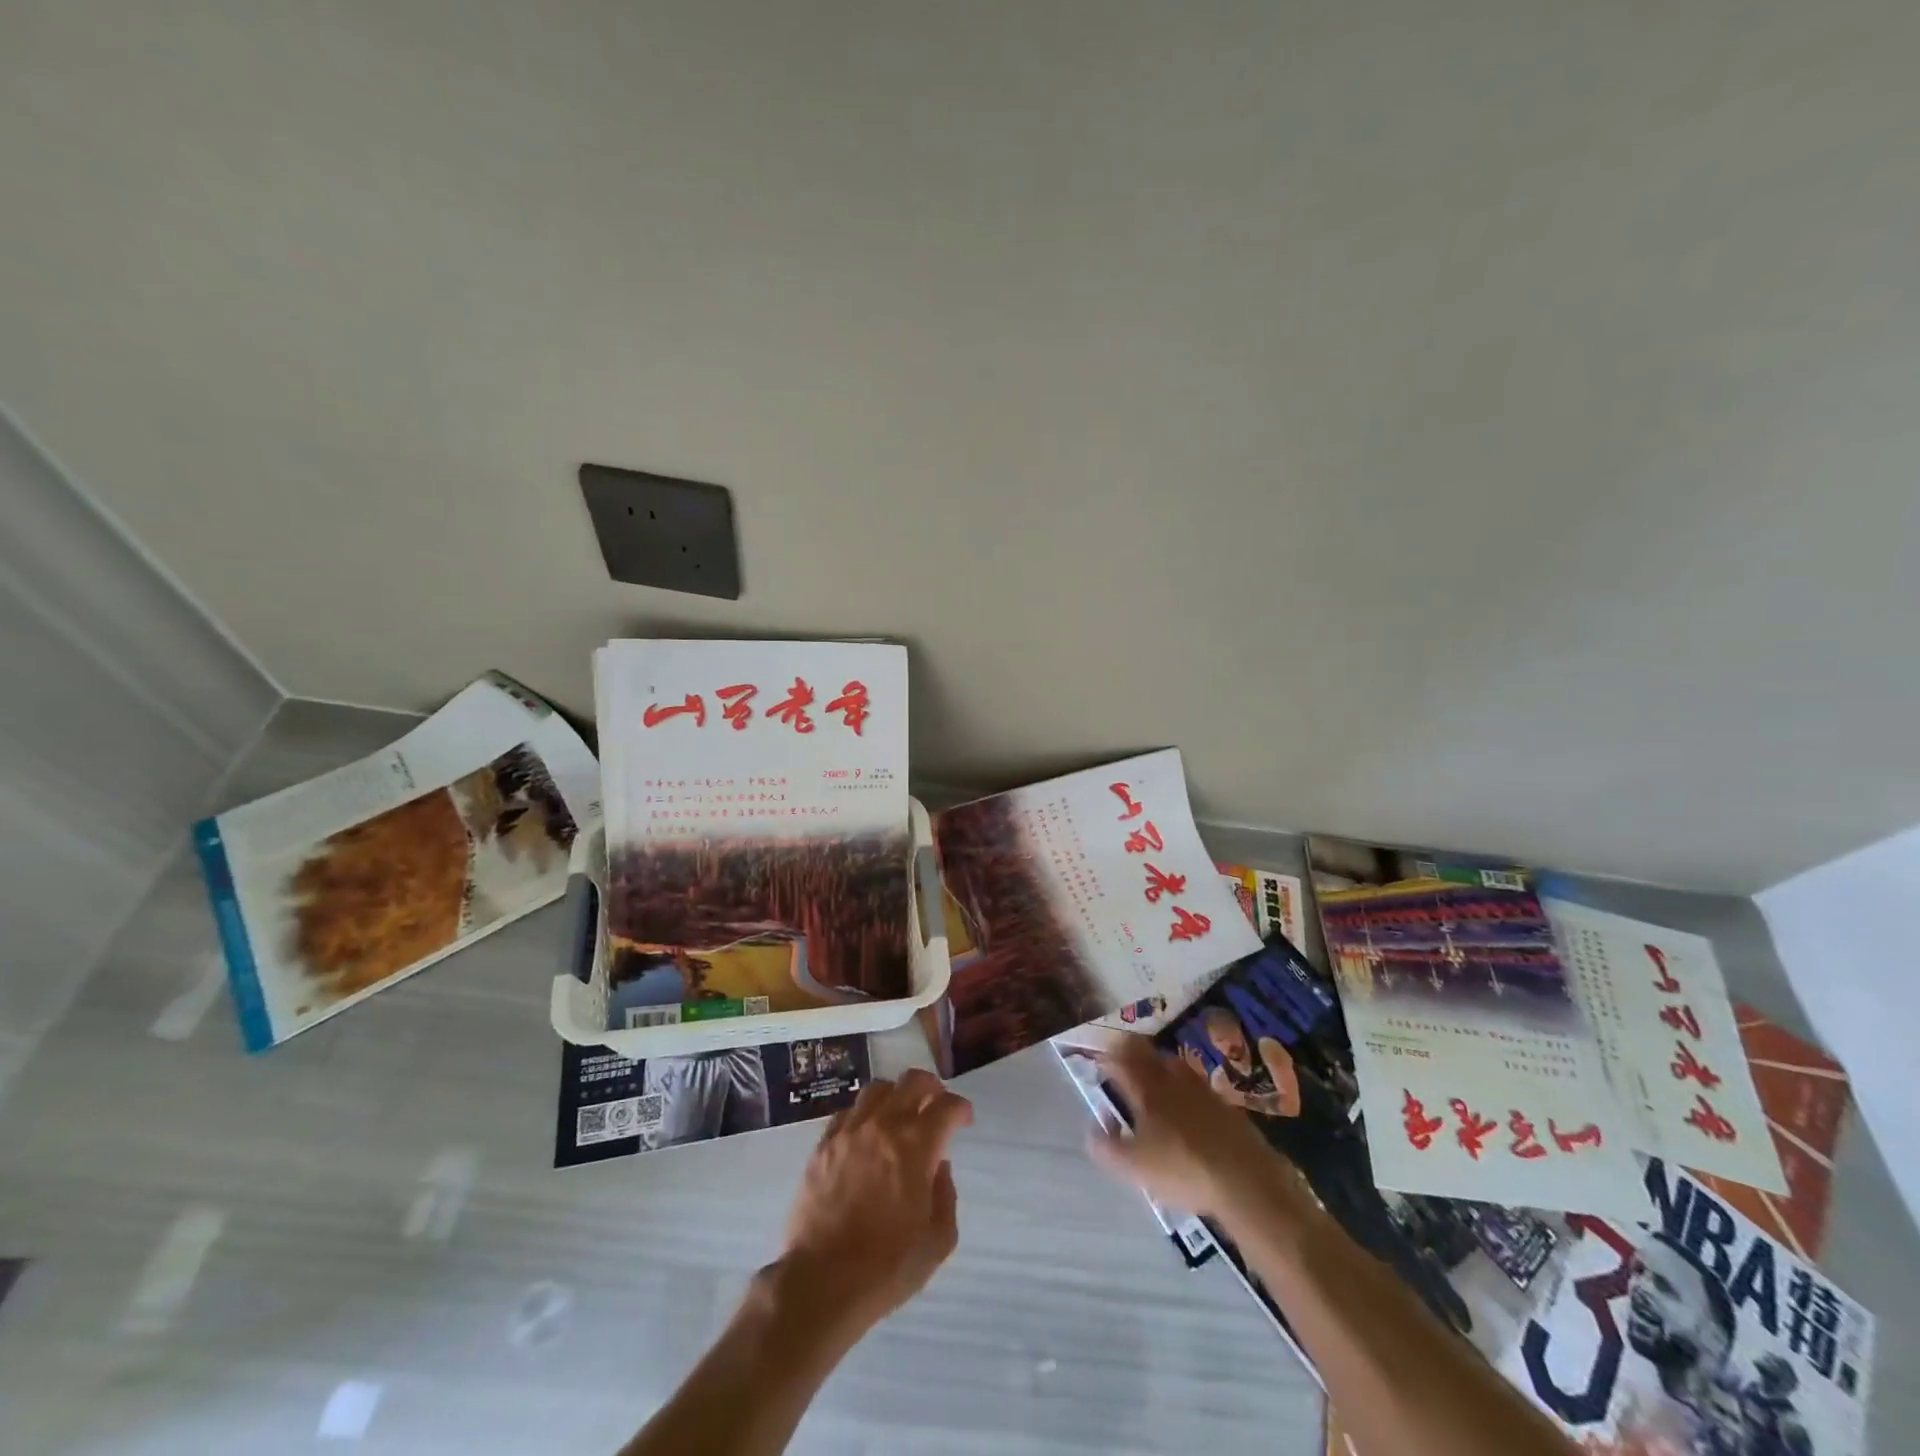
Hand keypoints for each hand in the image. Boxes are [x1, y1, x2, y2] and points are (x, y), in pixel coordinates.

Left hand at [777, 1069, 973, 1333]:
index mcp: (916, 1146)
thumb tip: (939, 1168)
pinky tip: (866, 1135)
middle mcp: (883, 1126)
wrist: (821, 1281)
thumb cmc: (886, 1267)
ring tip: (900, 1114)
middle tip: (936, 1105)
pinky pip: (848, 1112)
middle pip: (912, 1081)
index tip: (964, 1120)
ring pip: (877, 1089)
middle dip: (932, 1087)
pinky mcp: (823, 1144)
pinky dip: (864, 1115)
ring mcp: (850, 1131)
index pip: (946, 1106)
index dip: (961, 1108)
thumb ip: (946, 1196)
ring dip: (896, 1095)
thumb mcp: (937, 1242)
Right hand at [1089, 1036, 1311, 1219]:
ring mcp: (1201, 1089)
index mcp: (1146, 1089)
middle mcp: (1172, 1079)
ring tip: (1153, 1079)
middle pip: (1148, 1053)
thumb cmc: (1182, 1169)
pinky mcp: (1224, 1104)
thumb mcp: (1135, 1167)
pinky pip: (1196, 1084)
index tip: (1100, 1063)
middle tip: (1124, 1062)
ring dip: (1159, 1065)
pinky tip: (1186, 1106)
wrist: (1245, 1180)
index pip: (1122, 1060)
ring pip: (1174, 1064)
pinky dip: (1184, 1087)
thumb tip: (1093, 1128)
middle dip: (1132, 1053)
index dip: (1108, 1057)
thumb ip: (1107, 1146)